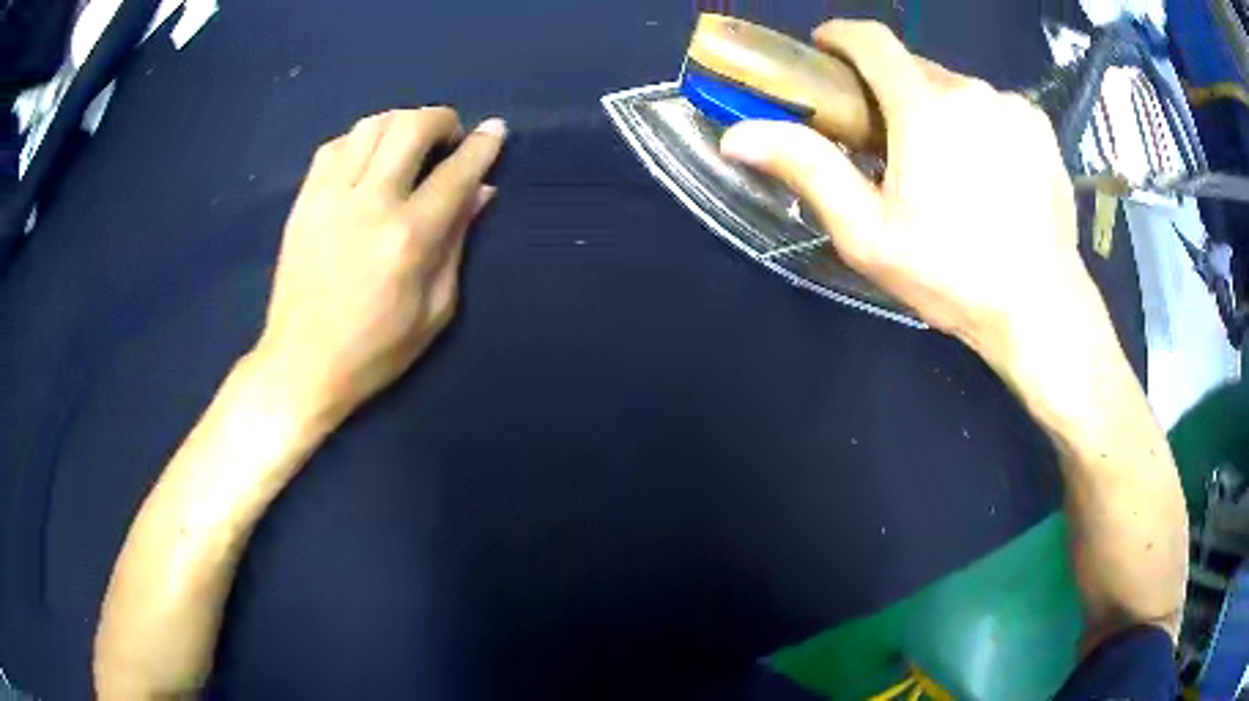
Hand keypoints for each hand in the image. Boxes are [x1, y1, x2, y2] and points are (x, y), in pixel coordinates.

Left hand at [254, 108, 505, 426]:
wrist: (300, 366)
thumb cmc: (374, 351)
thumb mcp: (434, 312)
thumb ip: (457, 244)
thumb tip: (480, 193)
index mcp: (408, 239)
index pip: (456, 172)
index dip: (482, 146)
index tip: (495, 130)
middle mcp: (369, 204)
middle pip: (411, 127)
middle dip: (441, 120)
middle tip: (449, 140)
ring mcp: (329, 197)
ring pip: (371, 125)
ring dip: (400, 124)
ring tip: (408, 147)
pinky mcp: (303, 201)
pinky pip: (335, 145)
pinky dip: (360, 141)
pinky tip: (367, 161)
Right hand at [720, 20, 1096, 372]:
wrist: (1041, 309)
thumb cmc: (952, 276)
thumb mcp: (868, 234)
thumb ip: (808, 170)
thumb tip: (736, 135)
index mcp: (925, 107)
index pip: (872, 40)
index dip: (840, 37)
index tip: (826, 52)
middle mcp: (971, 90)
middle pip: (914, 67)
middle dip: (891, 89)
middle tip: (888, 140)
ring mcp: (1012, 107)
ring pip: (957, 88)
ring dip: (938, 109)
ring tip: (945, 166)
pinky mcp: (1040, 128)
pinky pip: (995, 108)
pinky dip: (979, 124)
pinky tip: (988, 172)